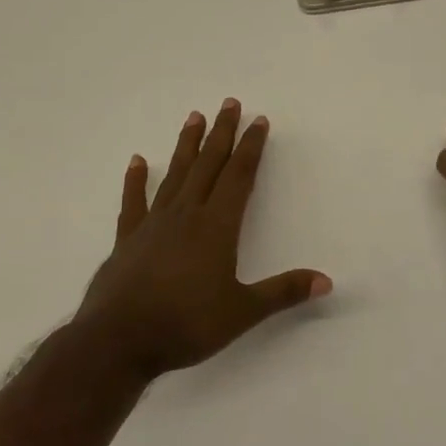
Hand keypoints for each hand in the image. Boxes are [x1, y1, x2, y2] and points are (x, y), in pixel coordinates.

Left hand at [74, 99, 330, 381]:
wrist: (118, 341)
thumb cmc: (186, 325)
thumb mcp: (242, 312)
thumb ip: (283, 292)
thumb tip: (326, 280)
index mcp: (216, 226)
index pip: (239, 176)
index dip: (251, 147)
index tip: (259, 121)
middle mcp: (186, 215)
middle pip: (208, 165)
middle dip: (222, 133)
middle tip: (229, 103)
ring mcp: (153, 224)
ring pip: (175, 174)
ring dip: (187, 145)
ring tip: (193, 116)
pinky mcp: (128, 239)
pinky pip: (134, 202)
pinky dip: (136, 180)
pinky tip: (138, 161)